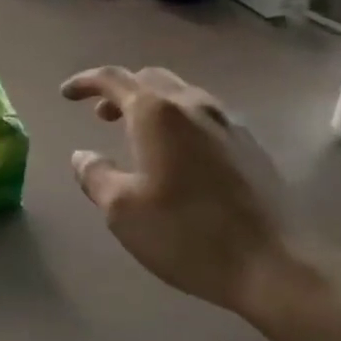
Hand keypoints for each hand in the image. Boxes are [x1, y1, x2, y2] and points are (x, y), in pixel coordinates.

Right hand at [60, 66, 296, 312]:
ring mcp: (227, 121)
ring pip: (181, 95)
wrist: (273, 262)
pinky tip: (178, 156)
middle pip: (150, 78)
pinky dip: (179, 121)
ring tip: (137, 135)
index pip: (113, 78)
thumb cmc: (187, 233)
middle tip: (101, 115)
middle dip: (121, 91)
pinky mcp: (250, 144)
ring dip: (152, 105)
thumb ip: (96, 176)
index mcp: (157, 112)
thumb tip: (82, 156)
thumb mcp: (123, 211)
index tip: (67, 94)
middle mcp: (193, 104)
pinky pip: (204, 116)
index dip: (85, 82)